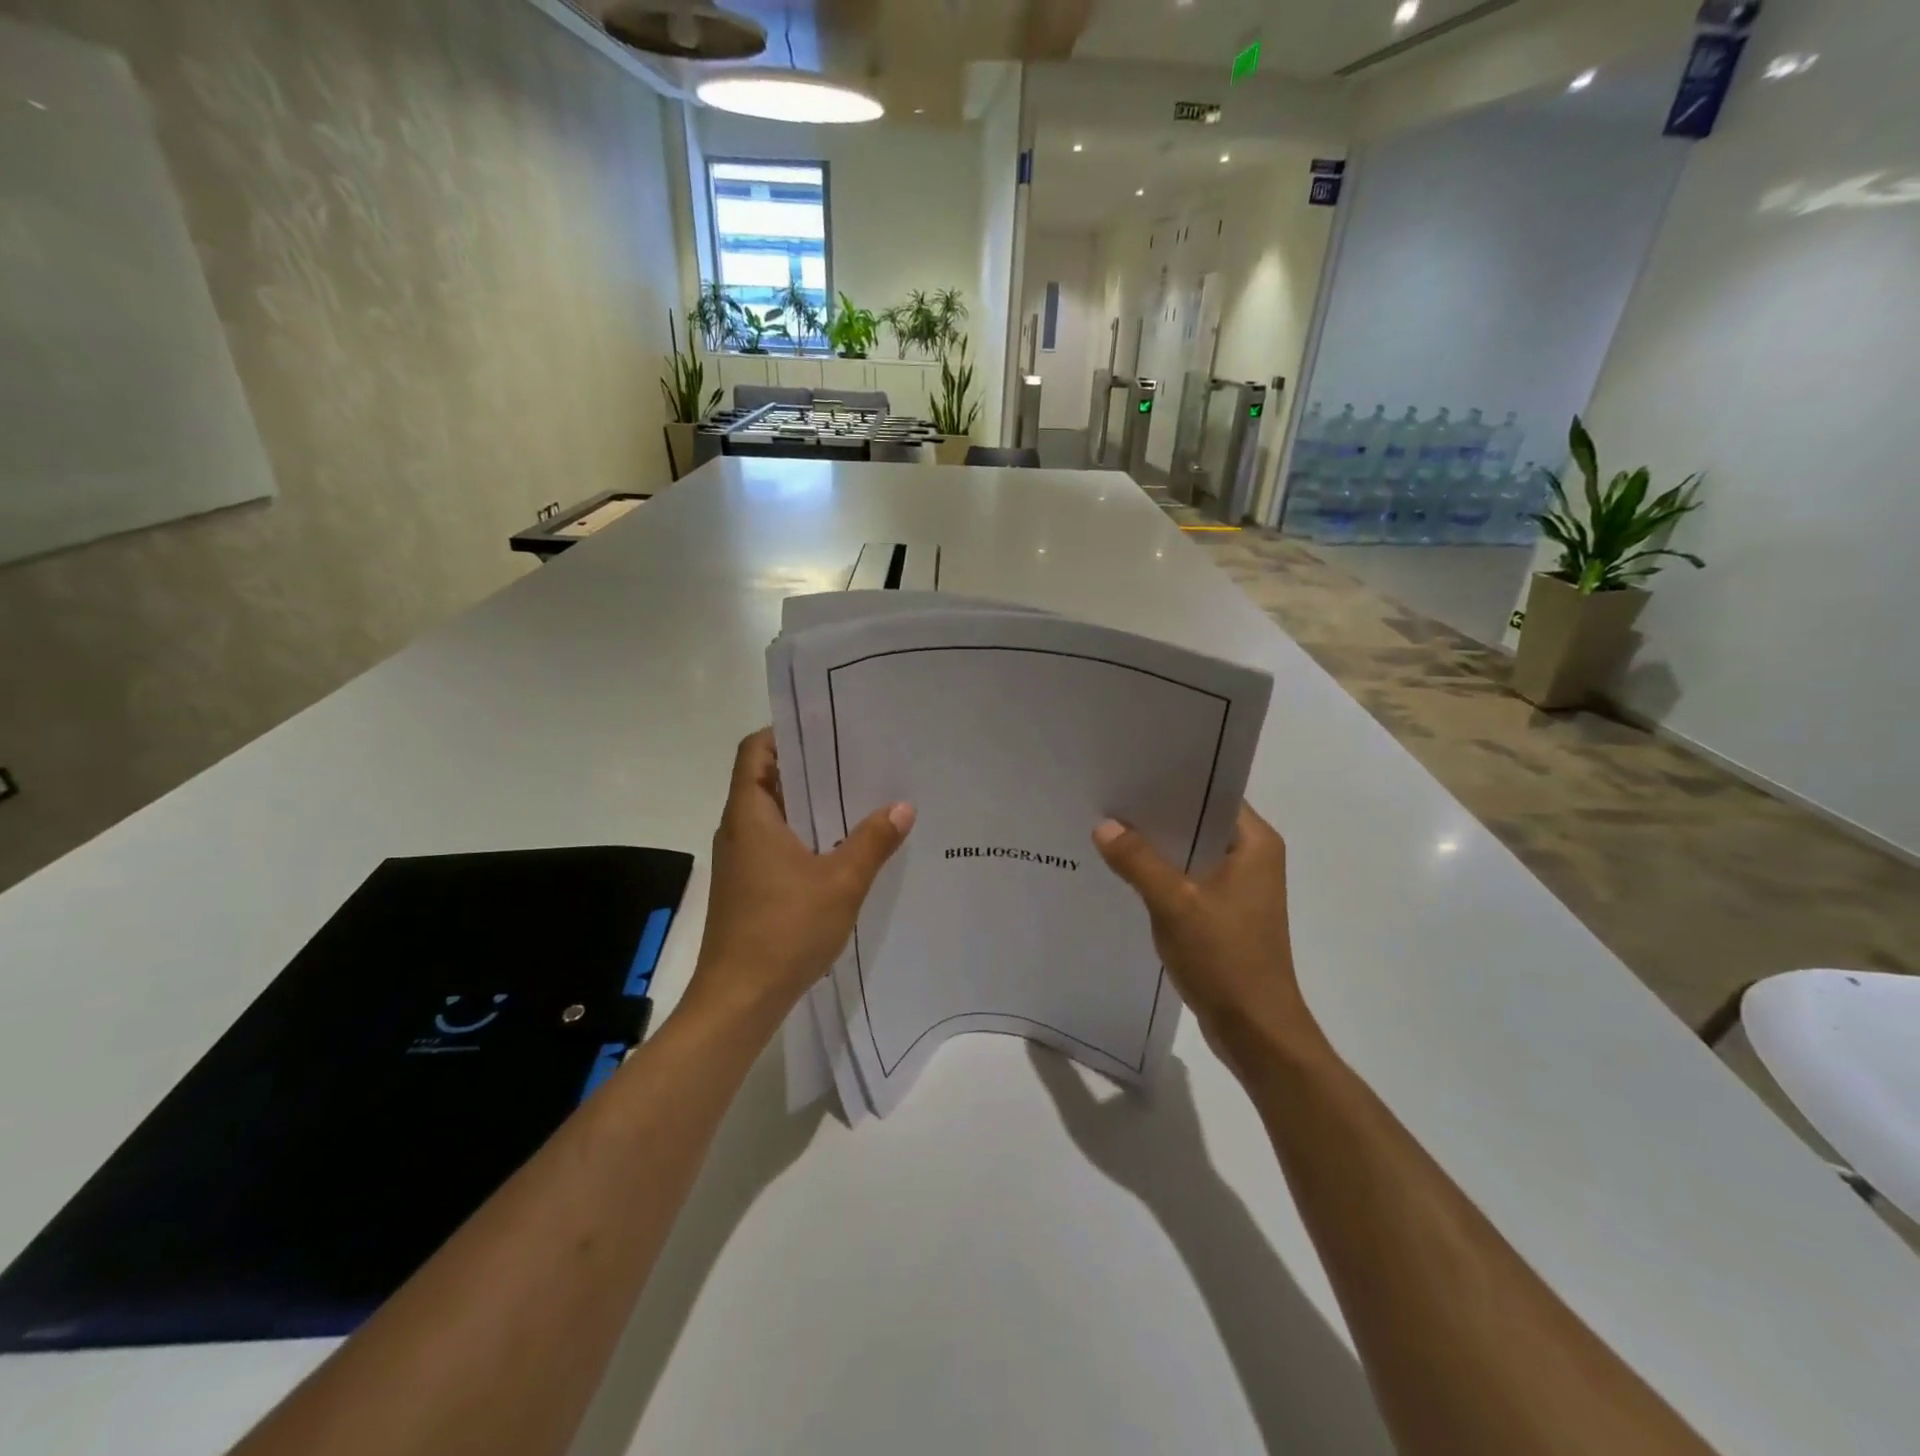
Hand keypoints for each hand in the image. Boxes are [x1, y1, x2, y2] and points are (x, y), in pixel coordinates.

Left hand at [684, 729, 914, 1031]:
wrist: (739, 1000)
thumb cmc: (784, 931)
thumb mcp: (841, 882)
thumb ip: (873, 841)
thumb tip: (903, 806)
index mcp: (749, 816)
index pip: (754, 751)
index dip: (784, 732)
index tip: (825, 728)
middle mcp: (738, 830)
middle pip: (766, 779)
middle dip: (808, 766)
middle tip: (856, 756)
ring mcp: (740, 861)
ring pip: (773, 815)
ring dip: (809, 803)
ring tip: (857, 795)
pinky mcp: (748, 886)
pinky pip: (776, 843)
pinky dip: (804, 834)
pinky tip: (841, 846)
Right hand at [1092, 803, 1321, 1079]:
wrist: (1256, 1031)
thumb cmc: (1225, 959)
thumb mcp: (1175, 905)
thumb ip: (1138, 862)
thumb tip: (1104, 825)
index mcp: (1255, 844)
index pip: (1213, 792)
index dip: (1173, 780)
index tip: (1132, 770)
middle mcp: (1251, 858)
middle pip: (1198, 820)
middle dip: (1156, 813)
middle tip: (1109, 796)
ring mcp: (1239, 887)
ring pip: (1191, 851)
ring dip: (1157, 846)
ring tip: (1108, 827)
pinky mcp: (1225, 912)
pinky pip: (1188, 878)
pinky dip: (1161, 874)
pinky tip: (1125, 871)